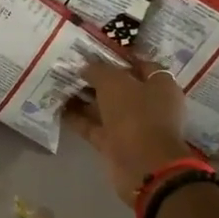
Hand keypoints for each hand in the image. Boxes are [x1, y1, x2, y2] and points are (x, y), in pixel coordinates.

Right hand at [65, 45, 195, 204]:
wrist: (143, 165)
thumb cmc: (136, 115)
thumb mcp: (115, 83)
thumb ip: (98, 70)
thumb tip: (85, 67)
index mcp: (160, 86)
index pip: (142, 65)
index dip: (119, 57)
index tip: (94, 52)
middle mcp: (149, 105)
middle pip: (120, 86)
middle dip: (96, 77)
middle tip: (70, 67)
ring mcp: (131, 126)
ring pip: (104, 107)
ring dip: (83, 98)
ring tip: (58, 84)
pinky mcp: (115, 143)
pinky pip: (93, 126)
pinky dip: (77, 118)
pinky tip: (57, 107)